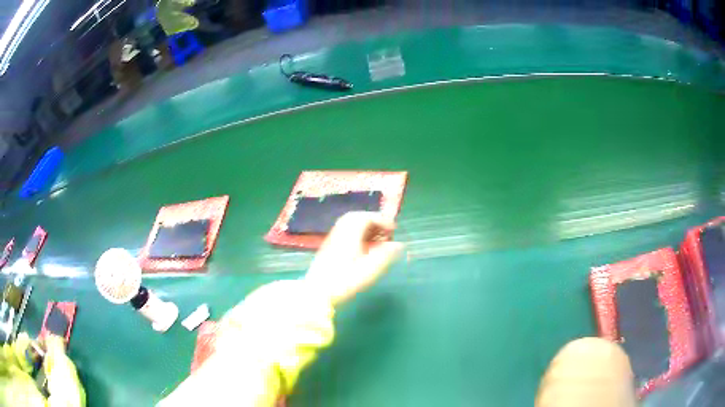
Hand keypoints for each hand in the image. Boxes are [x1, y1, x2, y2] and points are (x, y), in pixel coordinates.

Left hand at [305, 212, 403, 306]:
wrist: (317, 292)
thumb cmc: (345, 281)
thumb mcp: (370, 269)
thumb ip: (386, 255)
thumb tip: (398, 245)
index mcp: (350, 234)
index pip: (365, 217)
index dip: (382, 220)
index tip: (393, 229)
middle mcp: (340, 232)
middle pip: (356, 218)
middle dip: (373, 221)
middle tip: (385, 231)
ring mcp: (332, 240)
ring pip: (349, 225)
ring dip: (364, 228)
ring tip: (377, 239)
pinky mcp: (328, 249)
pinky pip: (344, 233)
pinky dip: (356, 235)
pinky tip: (363, 248)